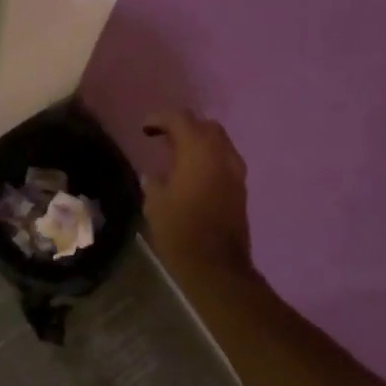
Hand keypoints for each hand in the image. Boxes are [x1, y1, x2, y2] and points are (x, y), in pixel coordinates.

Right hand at [141, 110, 252, 276]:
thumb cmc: (180, 231)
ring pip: (218, 142)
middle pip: (205, 125)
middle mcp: (222, 154)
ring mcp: (236, 171)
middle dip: (183, 126)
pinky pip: (224, 159)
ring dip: (198, 141)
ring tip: (176, 154)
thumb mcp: (155, 202)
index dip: (160, 118)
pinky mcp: (241, 188)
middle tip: (162, 137)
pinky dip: (208, 157)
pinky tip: (191, 172)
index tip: (145, 129)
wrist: (217, 267)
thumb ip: (155, 180)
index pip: (181, 119)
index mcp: (198, 151)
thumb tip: (156, 174)